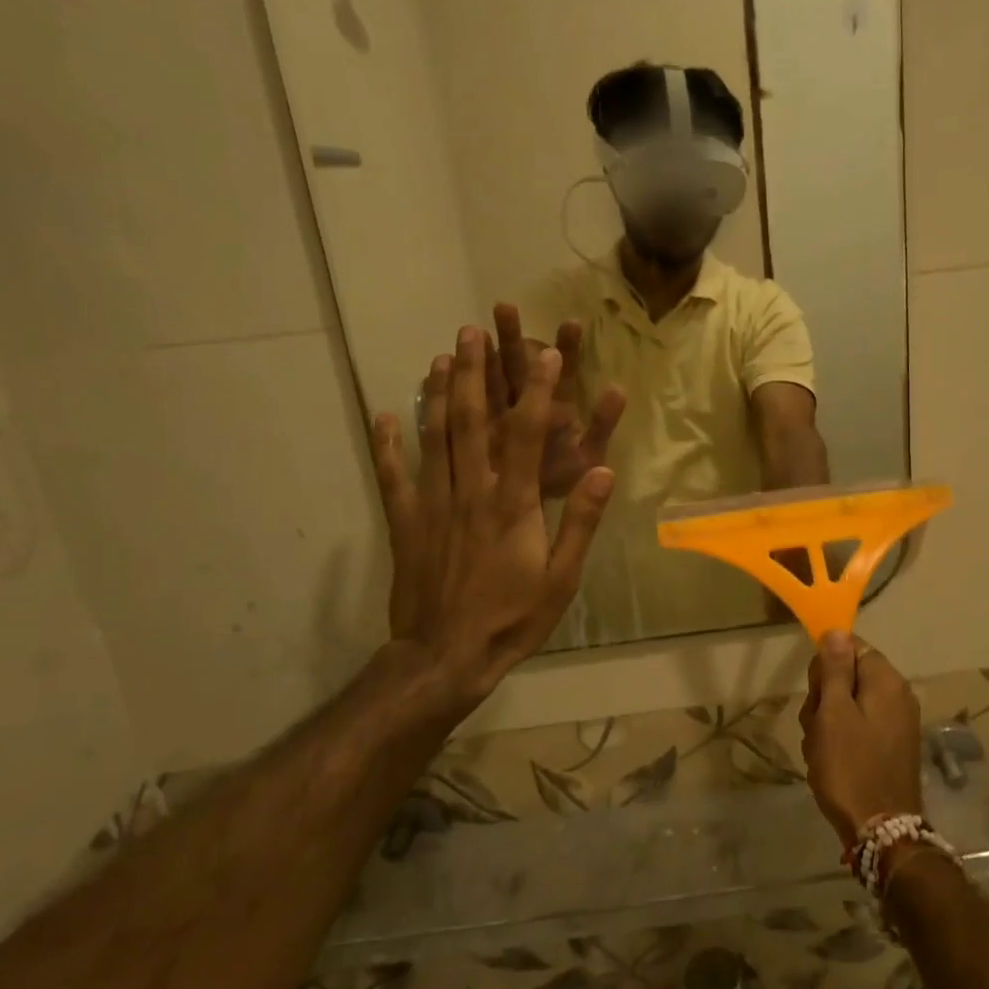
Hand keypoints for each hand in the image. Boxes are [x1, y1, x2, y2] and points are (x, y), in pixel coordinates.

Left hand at [370, 326, 617, 705]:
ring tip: (440, 356)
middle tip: (474, 331)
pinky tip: (384, 415)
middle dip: (476, 374)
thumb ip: (581, 521)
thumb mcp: (562, 578)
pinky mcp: (406, 523)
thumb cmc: (513, 618)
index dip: (538, 390)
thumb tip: (605, 469)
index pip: (527, 435)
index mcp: (513, 504)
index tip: (547, 353)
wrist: (446, 657)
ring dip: (438, 394)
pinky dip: (386, 444)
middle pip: (472, 422)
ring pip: (434, 438)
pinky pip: (393, 476)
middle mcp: (471, 492)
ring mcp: (433, 505)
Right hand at [798, 632, 923, 849]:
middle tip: (817, 728)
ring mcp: (897, 723)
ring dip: (827, 724)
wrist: (881, 832)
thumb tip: (836, 630)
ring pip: (848, 705)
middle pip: (848, 676)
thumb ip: (834, 669)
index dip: (826, 667)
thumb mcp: (833, 713)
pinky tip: (832, 764)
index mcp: (886, 681)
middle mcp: (898, 695)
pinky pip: (858, 728)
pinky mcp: (892, 747)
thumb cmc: (850, 767)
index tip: (817, 696)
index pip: (851, 647)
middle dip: (824, 699)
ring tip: (822, 752)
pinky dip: (841, 741)